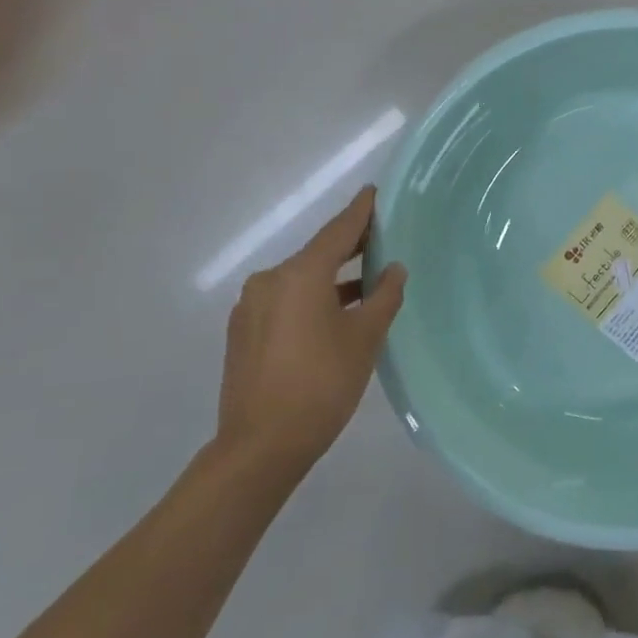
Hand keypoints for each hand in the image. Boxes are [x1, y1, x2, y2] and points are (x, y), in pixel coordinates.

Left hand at [215, 186, 406, 477]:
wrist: (261, 446)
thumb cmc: (322, 383)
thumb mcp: (365, 337)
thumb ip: (384, 296)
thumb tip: (393, 269)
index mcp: (300, 275)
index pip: (337, 231)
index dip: (360, 212)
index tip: (374, 192)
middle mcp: (270, 281)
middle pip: (317, 253)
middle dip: (349, 246)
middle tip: (382, 237)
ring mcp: (252, 307)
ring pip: (301, 279)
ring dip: (332, 277)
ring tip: (366, 280)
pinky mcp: (244, 332)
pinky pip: (286, 300)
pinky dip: (313, 298)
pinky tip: (336, 313)